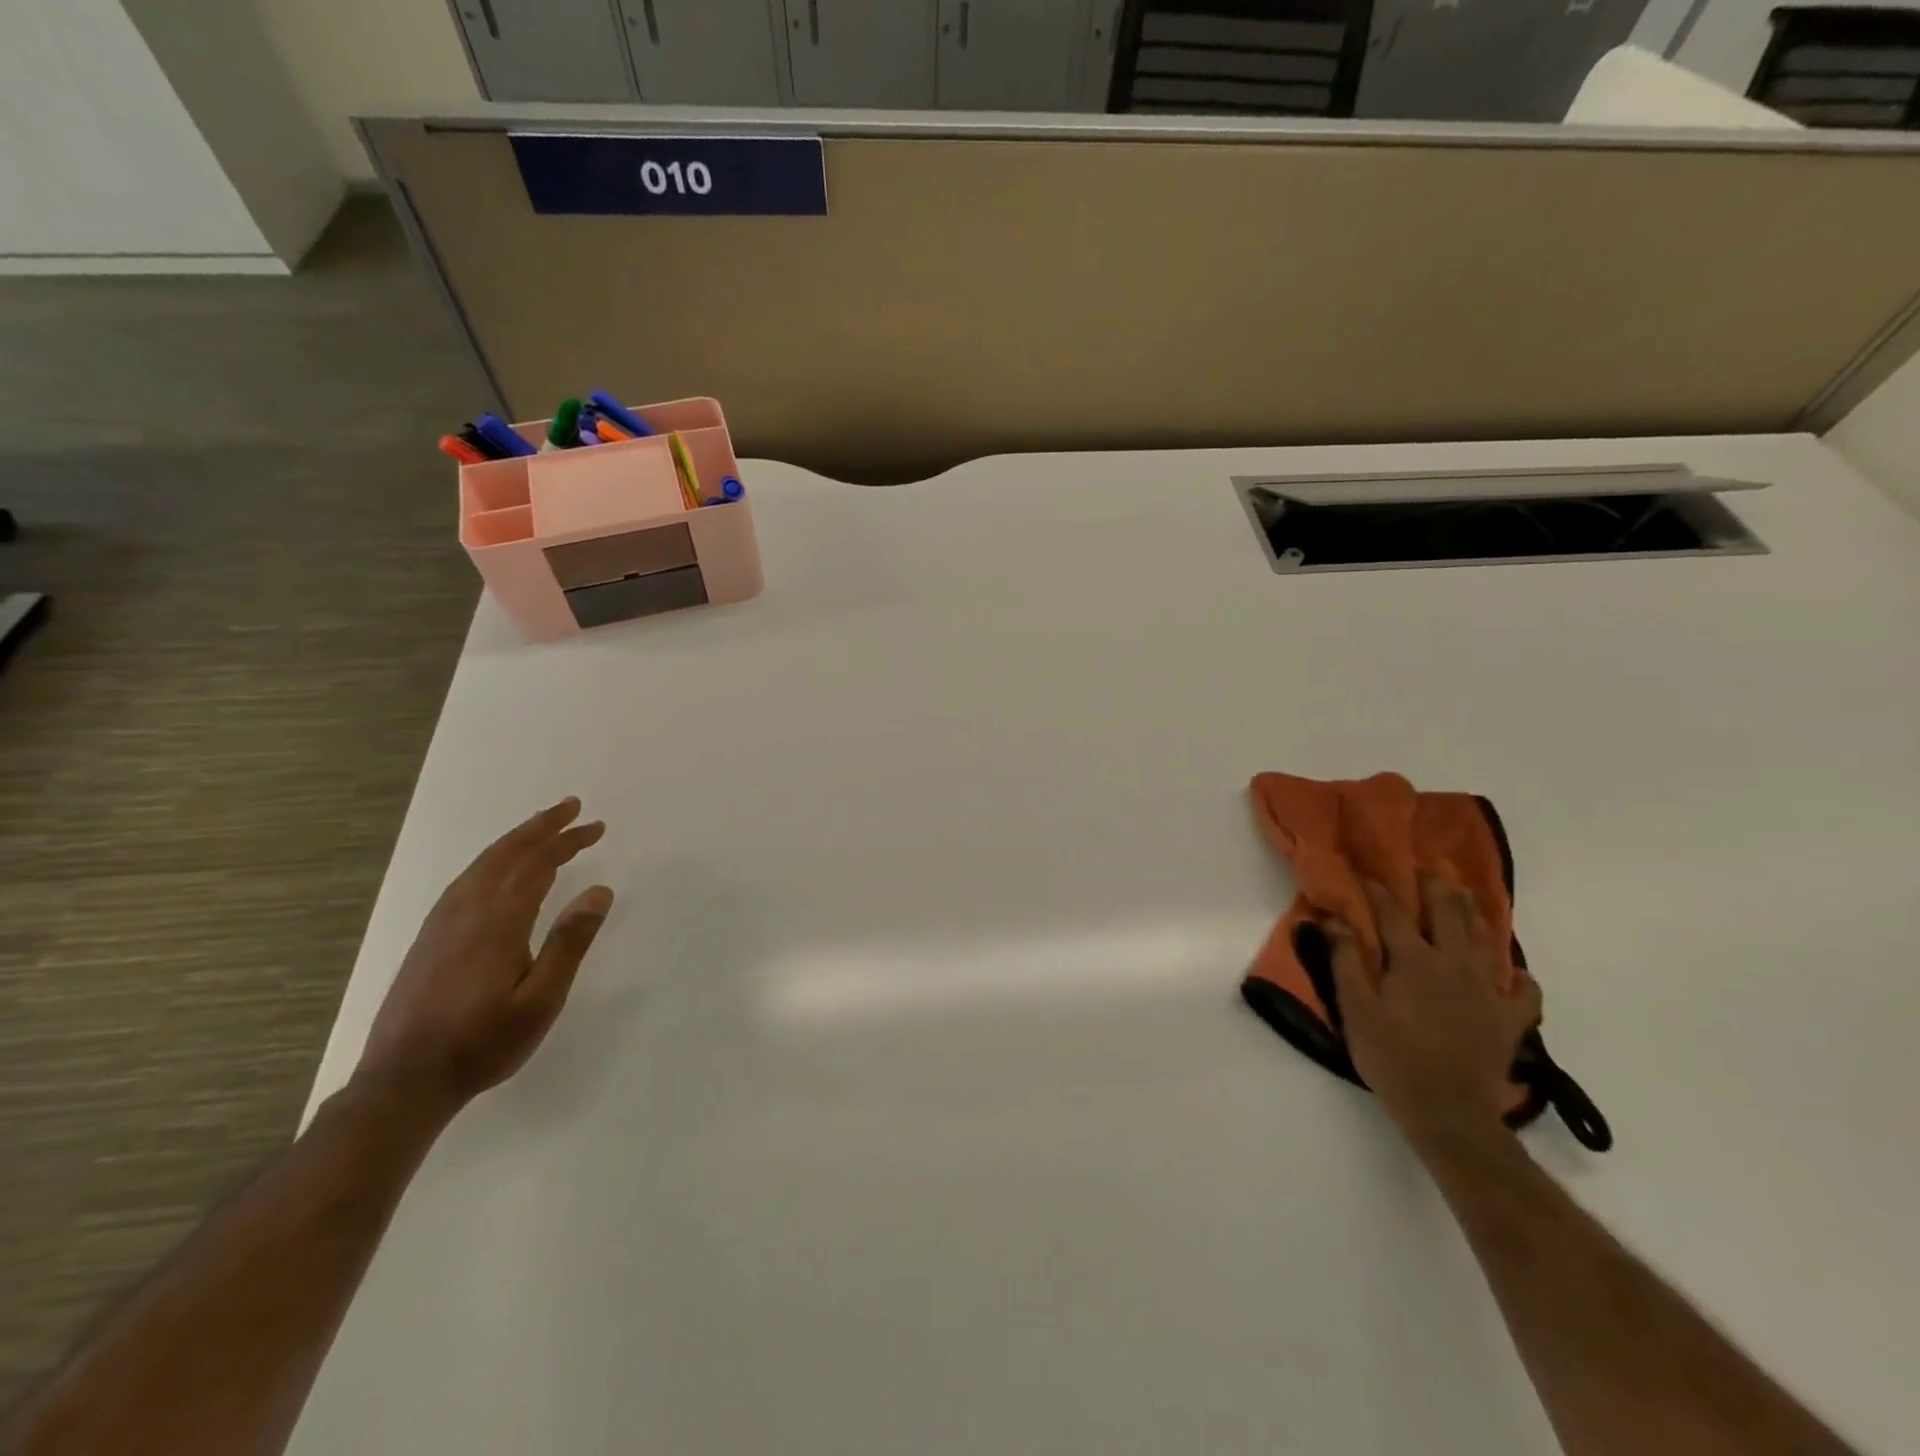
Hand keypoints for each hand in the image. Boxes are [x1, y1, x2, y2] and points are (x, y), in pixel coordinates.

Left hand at [355, 798, 613, 1111]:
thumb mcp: (540, 1001)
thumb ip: (569, 942)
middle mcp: (466, 912)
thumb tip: (600, 890)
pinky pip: (465, 881)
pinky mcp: (428, 939)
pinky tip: (497, 871)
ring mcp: (441, 925)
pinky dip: (491, 861)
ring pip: (481, 865)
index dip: (566, 841)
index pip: (537, 865)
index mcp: (497, 923)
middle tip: (572, 807)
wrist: (403, 1083)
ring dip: (515, 841)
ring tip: (542, 829)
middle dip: (541, 827)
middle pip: (506, 855)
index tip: (595, 827)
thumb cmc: (483, 1044)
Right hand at [1328, 877, 1539, 1143]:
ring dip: (1476, 913)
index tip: (1364, 871)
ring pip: (1486, 940)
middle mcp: (1454, 965)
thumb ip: (1345, 961)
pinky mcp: (1509, 1019)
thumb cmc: (1391, 1057)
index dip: (1377, 888)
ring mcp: (1487, 991)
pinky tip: (1511, 972)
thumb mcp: (1355, 1009)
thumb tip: (1334, 919)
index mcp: (1414, 960)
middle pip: (1448, 914)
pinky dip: (1518, 976)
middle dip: (1436, 886)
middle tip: (1429, 867)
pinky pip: (1523, 990)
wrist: (1448, 1111)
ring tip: (1468, 895)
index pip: (1392, 912)